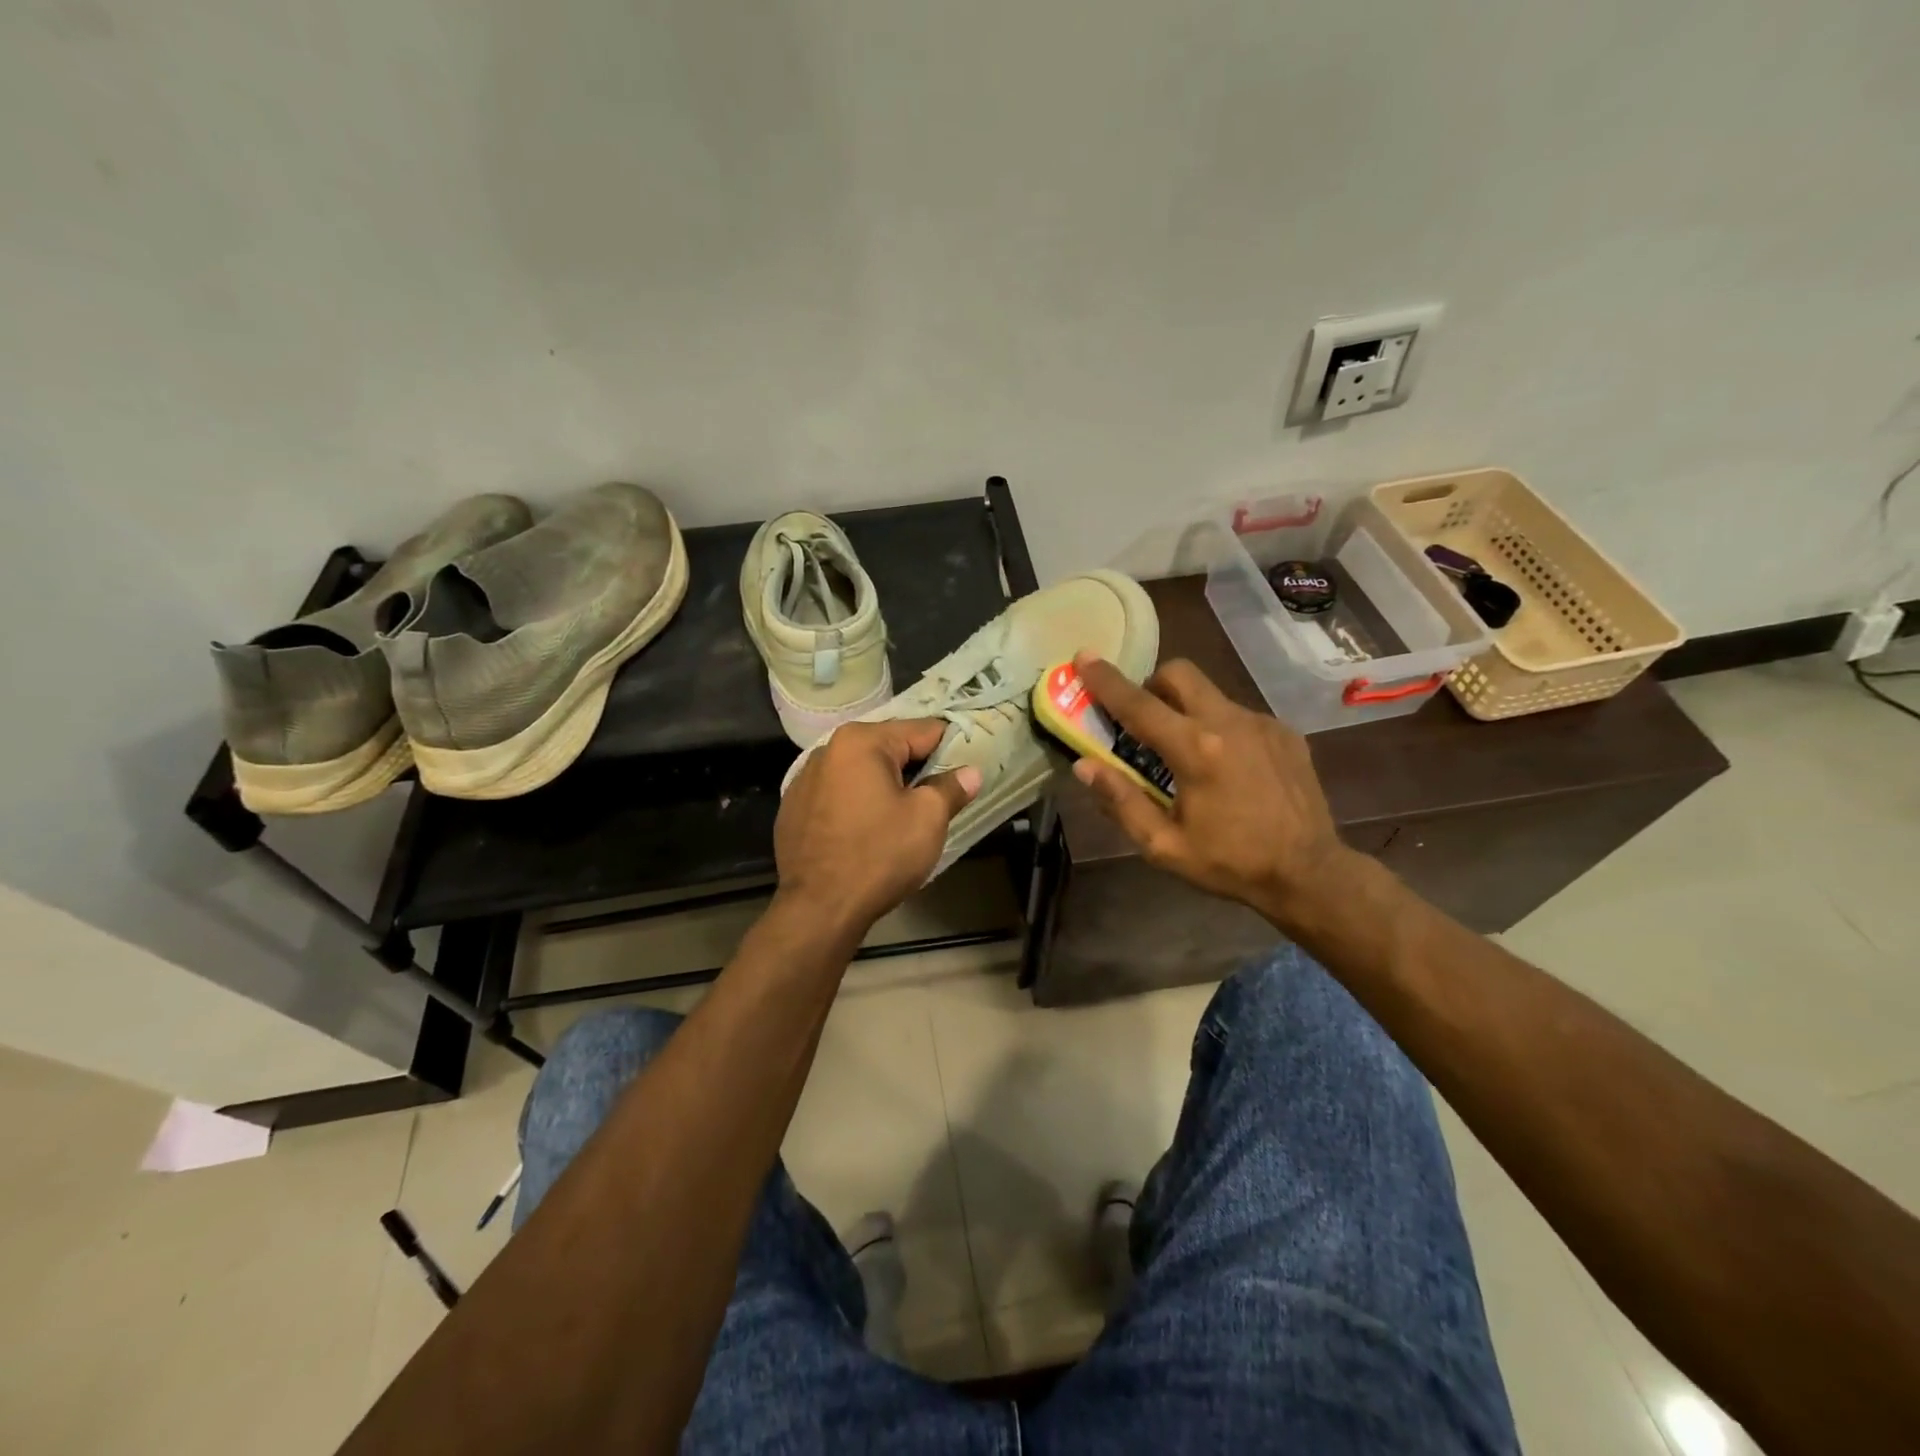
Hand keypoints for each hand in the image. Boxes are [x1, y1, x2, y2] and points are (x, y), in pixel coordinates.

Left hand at [773, 719, 979, 942]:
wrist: (817, 909)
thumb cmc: (879, 855)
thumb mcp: (927, 819)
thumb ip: (951, 788)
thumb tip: (970, 772)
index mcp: (862, 741)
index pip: (922, 730)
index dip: (951, 748)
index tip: (967, 768)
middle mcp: (828, 749)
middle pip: (889, 748)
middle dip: (916, 768)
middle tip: (940, 796)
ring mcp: (805, 779)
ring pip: (862, 771)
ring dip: (885, 785)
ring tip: (905, 815)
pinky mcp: (794, 808)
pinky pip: (838, 794)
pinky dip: (858, 803)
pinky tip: (868, 830)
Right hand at [1070, 654, 1354, 930]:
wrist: (1310, 873)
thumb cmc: (1230, 863)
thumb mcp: (1164, 846)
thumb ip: (1122, 801)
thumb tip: (1085, 766)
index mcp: (1195, 750)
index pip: (1138, 704)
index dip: (1106, 680)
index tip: (1084, 656)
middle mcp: (1229, 722)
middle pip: (1180, 674)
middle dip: (1152, 684)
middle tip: (1143, 718)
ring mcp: (1262, 723)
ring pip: (1210, 693)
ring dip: (1187, 709)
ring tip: (1187, 753)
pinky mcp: (1284, 732)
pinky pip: (1238, 714)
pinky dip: (1219, 728)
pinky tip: (1228, 767)